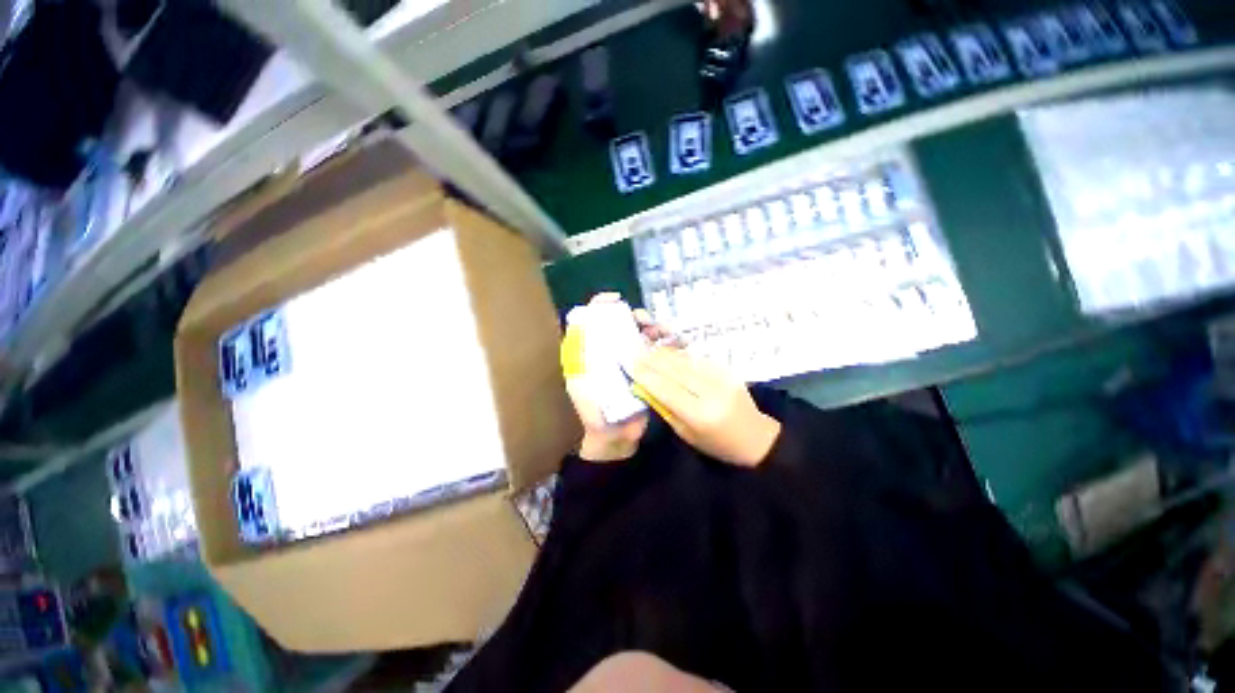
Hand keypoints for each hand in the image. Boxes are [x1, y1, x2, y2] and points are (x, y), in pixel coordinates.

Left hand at [561, 294, 665, 461]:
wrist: (616, 435)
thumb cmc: (593, 409)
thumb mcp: (579, 379)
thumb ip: (578, 353)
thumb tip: (581, 322)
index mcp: (592, 350)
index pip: (594, 319)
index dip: (603, 305)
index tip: (617, 300)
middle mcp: (612, 350)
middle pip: (623, 323)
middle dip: (636, 317)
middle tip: (646, 322)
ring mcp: (631, 359)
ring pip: (643, 334)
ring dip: (655, 328)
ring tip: (664, 332)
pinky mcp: (648, 369)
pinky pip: (659, 351)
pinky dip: (668, 343)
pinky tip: (677, 342)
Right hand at [629, 348, 780, 467]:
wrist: (755, 437)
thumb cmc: (716, 444)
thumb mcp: (686, 433)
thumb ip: (665, 408)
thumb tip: (645, 387)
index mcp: (700, 415)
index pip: (666, 389)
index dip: (646, 375)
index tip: (630, 364)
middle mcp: (711, 392)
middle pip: (675, 370)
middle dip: (652, 360)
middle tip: (634, 351)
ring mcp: (722, 378)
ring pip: (686, 361)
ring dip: (664, 354)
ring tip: (647, 349)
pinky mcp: (728, 370)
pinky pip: (698, 359)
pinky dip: (681, 356)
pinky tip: (668, 353)